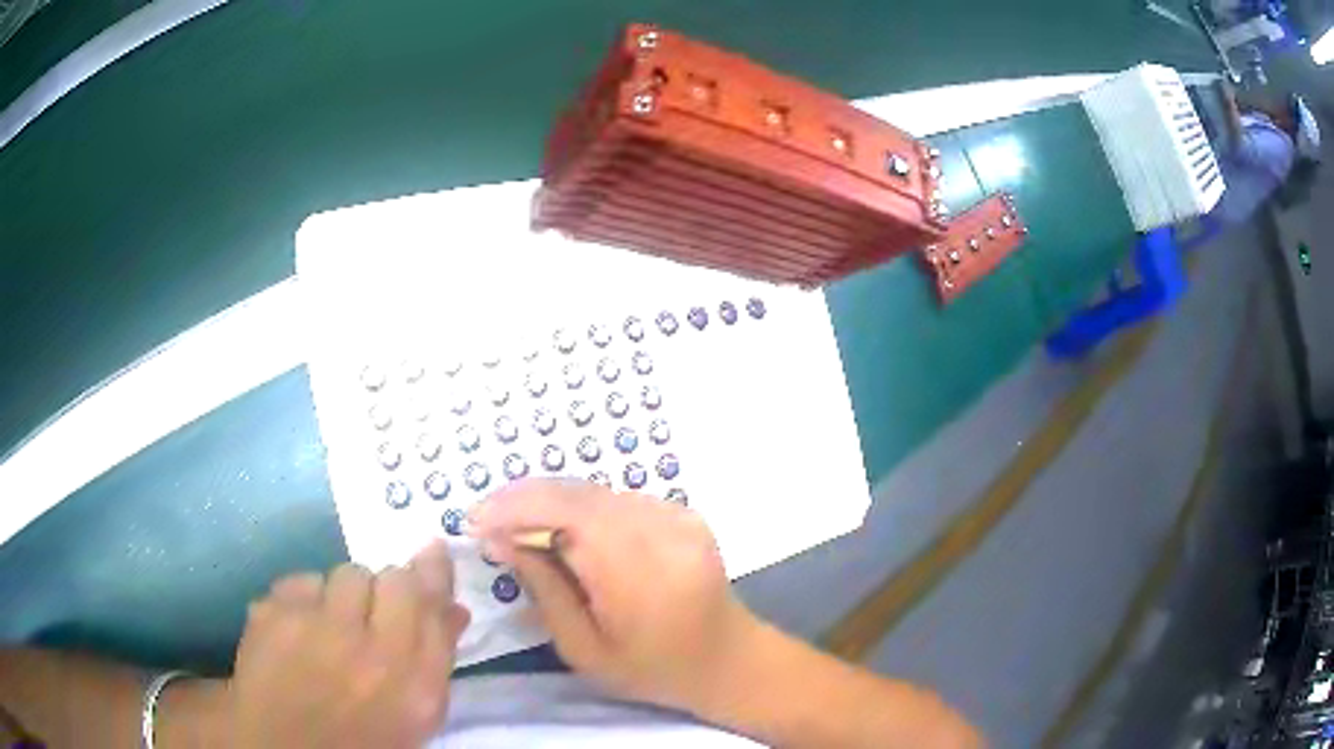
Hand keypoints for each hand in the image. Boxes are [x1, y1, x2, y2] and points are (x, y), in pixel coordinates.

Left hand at [223, 542, 469, 747]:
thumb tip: (453, 607)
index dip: (432, 573)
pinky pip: (300, 581)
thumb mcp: (414, 714)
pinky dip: (303, 600)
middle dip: (386, 590)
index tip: (431, 551)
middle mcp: (370, 651)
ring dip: (343, 595)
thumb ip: (435, 659)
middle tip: (371, 616)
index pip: (431, 603)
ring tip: (330, 627)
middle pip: (390, 578)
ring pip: (344, 573)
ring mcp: (315, 628)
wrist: (286, 748)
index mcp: (414, 684)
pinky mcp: (271, 614)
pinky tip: (297, 630)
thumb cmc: (362, 737)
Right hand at [469, 479, 761, 712]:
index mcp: (637, 569)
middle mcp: (660, 529)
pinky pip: (618, 499)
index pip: (565, 511)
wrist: (728, 659)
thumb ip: (544, 589)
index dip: (513, 508)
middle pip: (577, 492)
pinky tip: (561, 530)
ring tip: (514, 525)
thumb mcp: (584, 648)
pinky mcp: (683, 513)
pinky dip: (581, 508)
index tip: (474, 521)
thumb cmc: (652, 669)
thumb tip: (501, 540)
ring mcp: (676, 515)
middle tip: (486, 519)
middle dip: (522, 499)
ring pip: (595, 491)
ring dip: (549, 501)